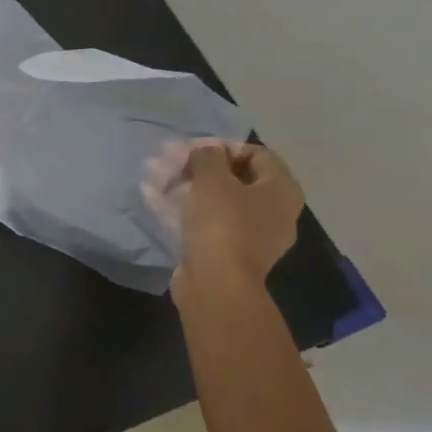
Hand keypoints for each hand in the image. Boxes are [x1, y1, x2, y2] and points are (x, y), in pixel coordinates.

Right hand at [141, 139, 304, 293]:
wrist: (217, 285)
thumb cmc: (222, 224)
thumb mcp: (212, 180)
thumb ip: (207, 156)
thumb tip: (206, 150)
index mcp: (280, 190)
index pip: (257, 154)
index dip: (224, 146)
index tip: (194, 147)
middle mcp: (271, 211)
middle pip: (232, 177)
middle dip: (196, 165)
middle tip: (167, 158)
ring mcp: (247, 234)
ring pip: (213, 200)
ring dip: (182, 184)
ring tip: (152, 172)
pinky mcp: (223, 251)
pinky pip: (202, 221)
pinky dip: (179, 207)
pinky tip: (150, 196)